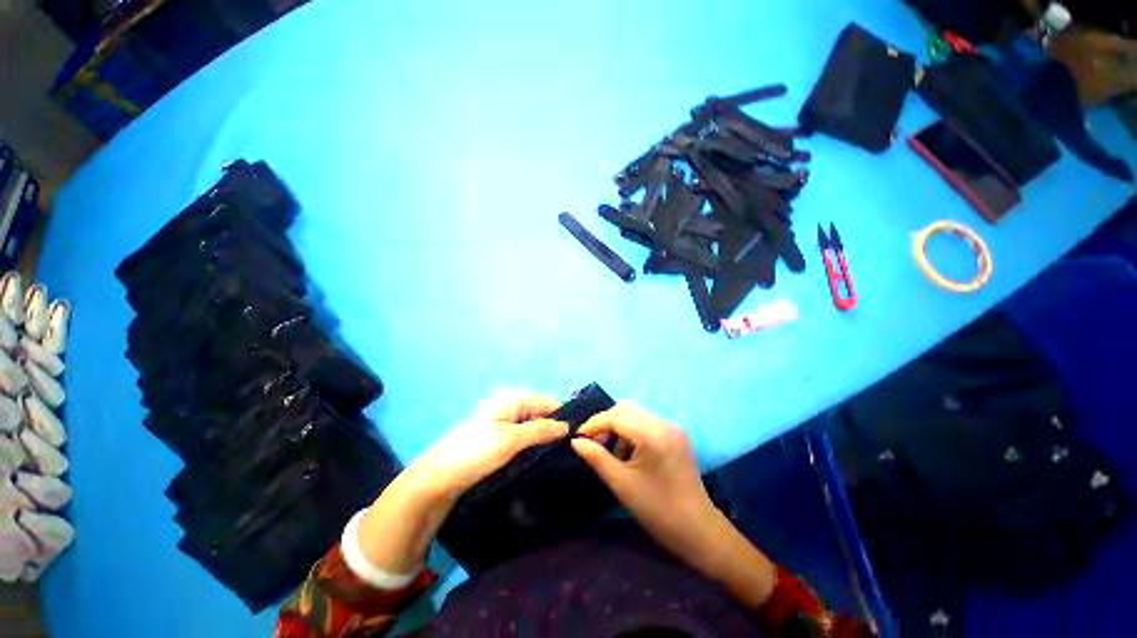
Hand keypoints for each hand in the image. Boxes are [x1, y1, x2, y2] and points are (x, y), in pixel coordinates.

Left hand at [358, 391, 568, 573]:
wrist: (438, 479)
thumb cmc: (476, 452)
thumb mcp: (511, 439)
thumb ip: (540, 429)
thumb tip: (566, 426)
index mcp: (510, 400)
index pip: (546, 401)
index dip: (563, 414)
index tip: (580, 433)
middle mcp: (508, 408)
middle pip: (540, 413)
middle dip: (555, 427)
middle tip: (571, 447)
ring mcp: (502, 425)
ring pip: (532, 427)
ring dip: (544, 438)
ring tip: (560, 454)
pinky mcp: (498, 441)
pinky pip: (522, 439)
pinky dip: (533, 445)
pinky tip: (542, 457)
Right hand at [571, 404, 777, 607]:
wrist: (698, 531)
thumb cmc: (657, 510)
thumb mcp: (622, 484)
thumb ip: (597, 458)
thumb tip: (575, 441)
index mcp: (653, 434)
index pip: (616, 416)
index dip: (594, 424)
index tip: (577, 437)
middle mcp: (664, 423)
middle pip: (626, 409)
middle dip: (605, 422)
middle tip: (591, 442)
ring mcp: (672, 428)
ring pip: (636, 415)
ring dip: (618, 427)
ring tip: (608, 450)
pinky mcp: (676, 436)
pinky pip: (647, 424)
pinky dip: (632, 432)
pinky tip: (627, 453)